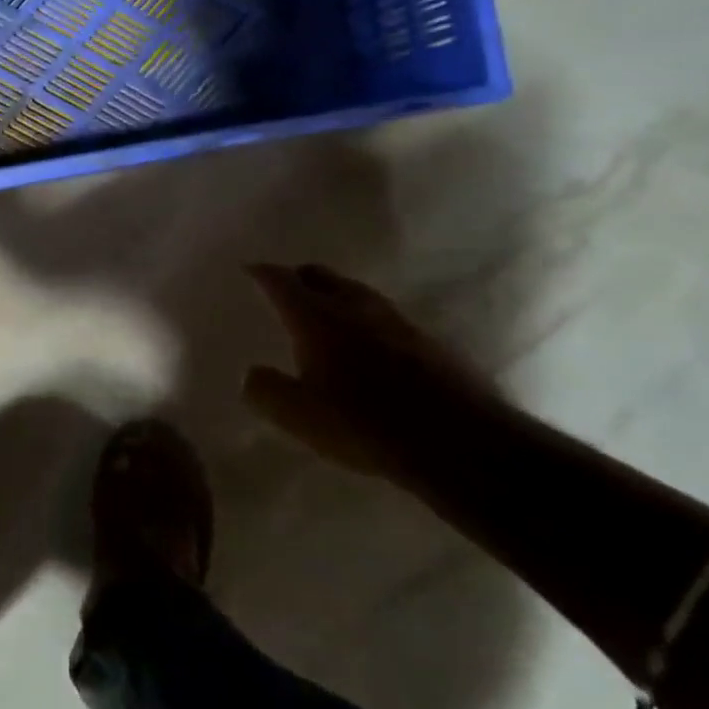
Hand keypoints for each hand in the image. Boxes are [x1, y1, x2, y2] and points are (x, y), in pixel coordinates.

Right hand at [242, 263, 497, 476]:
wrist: (459, 440)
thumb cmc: (365, 424)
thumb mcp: (299, 416)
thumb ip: (267, 390)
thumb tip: (252, 374)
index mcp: (317, 318)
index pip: (282, 282)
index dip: (263, 273)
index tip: (249, 268)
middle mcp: (355, 308)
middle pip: (322, 276)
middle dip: (299, 277)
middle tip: (285, 286)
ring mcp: (396, 321)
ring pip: (356, 293)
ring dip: (335, 295)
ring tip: (324, 311)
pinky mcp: (428, 342)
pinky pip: (384, 318)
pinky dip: (364, 320)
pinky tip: (366, 344)